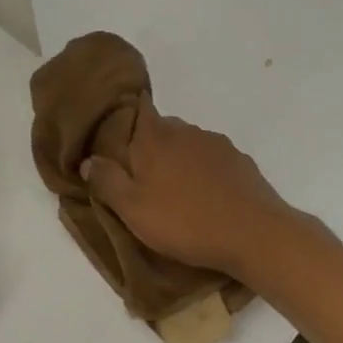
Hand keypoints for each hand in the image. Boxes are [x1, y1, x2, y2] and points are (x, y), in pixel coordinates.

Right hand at [82, 98, 298, 279]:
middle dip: (150, 147)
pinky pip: (213, 162)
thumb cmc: (184, 221)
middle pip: (162, 129)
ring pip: (189, 145)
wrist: (253, 234)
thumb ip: (107, 181)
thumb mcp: (133, 209)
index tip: (117, 137)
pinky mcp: (241, 163)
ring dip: (179, 161)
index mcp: (156, 137)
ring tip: (175, 193)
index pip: (137, 109)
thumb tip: (88, 160)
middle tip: (141, 178)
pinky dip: (205, 174)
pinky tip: (206, 199)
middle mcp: (187, 131)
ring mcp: (218, 145)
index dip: (126, 118)